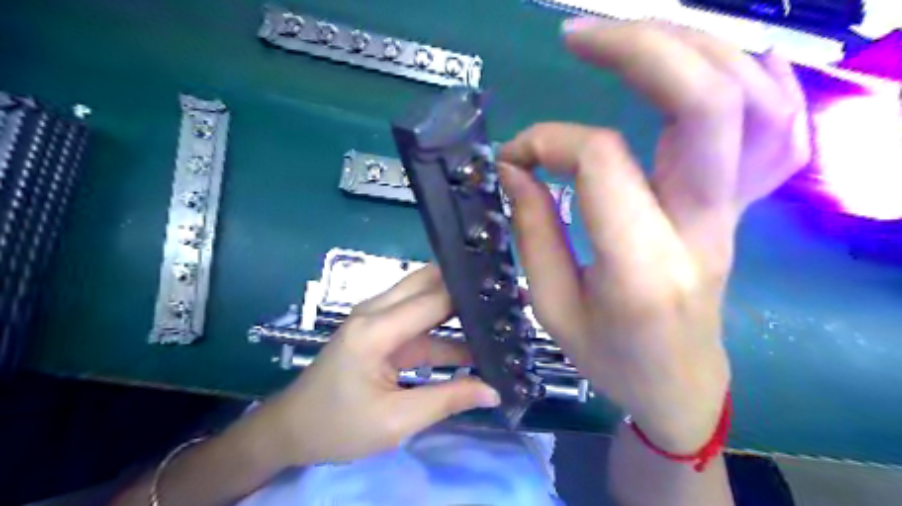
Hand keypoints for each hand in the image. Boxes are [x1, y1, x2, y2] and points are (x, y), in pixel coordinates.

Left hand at [252, 264, 500, 466]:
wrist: (293, 429)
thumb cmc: (338, 426)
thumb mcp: (396, 421)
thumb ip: (447, 400)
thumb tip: (494, 390)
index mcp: (376, 329)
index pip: (434, 300)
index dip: (471, 296)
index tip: (507, 296)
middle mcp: (376, 311)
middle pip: (428, 283)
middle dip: (466, 287)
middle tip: (506, 295)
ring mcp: (377, 317)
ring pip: (425, 297)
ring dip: (458, 307)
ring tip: (497, 316)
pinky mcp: (381, 329)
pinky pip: (419, 320)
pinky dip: (445, 328)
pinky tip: (472, 341)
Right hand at [501, 19, 809, 454]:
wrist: (679, 384)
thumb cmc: (611, 358)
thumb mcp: (552, 307)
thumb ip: (532, 230)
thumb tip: (515, 169)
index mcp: (642, 265)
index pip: (601, 160)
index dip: (548, 142)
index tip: (513, 159)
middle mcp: (702, 227)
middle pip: (703, 103)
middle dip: (640, 49)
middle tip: (578, 37)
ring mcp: (733, 213)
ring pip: (748, 100)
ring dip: (690, 49)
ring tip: (629, 37)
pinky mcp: (739, 207)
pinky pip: (775, 128)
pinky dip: (752, 78)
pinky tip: (712, 60)